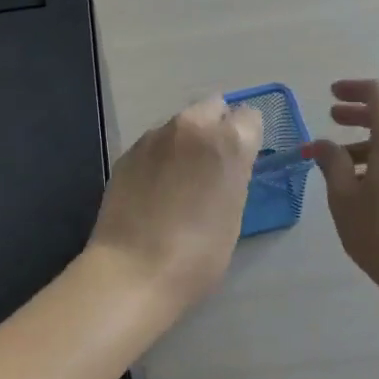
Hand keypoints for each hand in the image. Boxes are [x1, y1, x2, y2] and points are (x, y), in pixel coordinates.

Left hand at [87, 96, 264, 308]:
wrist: (134, 270)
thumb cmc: (198, 254)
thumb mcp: (234, 213)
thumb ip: (233, 175)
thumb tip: (224, 166)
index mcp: (229, 141)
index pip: (250, 117)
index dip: (247, 138)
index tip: (241, 161)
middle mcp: (192, 126)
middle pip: (212, 108)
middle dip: (216, 127)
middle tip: (211, 165)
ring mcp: (154, 137)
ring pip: (180, 124)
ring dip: (185, 141)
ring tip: (179, 179)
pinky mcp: (127, 152)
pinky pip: (154, 143)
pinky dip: (160, 156)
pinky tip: (154, 188)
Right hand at [309, 79, 378, 296]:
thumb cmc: (378, 231)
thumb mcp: (343, 196)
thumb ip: (331, 162)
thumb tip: (321, 144)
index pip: (378, 94)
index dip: (353, 89)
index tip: (332, 94)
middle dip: (357, 114)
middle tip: (332, 118)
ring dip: (366, 140)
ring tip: (338, 160)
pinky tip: (361, 180)